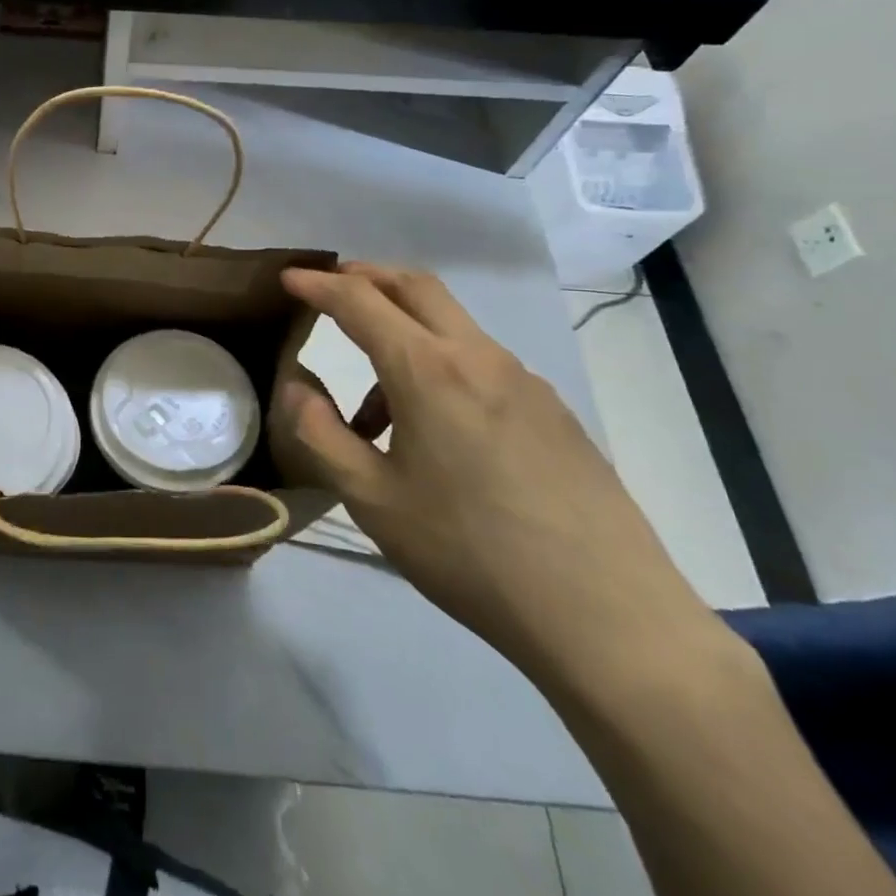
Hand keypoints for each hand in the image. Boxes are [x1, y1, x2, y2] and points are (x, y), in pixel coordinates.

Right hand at [273, 263, 721, 688]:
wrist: (608, 618)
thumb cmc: (470, 554)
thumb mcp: (372, 499)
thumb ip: (319, 431)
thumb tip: (296, 383)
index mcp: (429, 370)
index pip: (360, 301)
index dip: (317, 284)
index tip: (287, 277)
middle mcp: (479, 357)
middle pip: (416, 286)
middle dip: (366, 276)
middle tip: (329, 289)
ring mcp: (525, 381)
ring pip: (450, 325)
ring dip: (402, 333)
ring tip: (373, 410)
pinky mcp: (553, 411)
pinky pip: (481, 363)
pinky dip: (439, 366)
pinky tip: (435, 435)